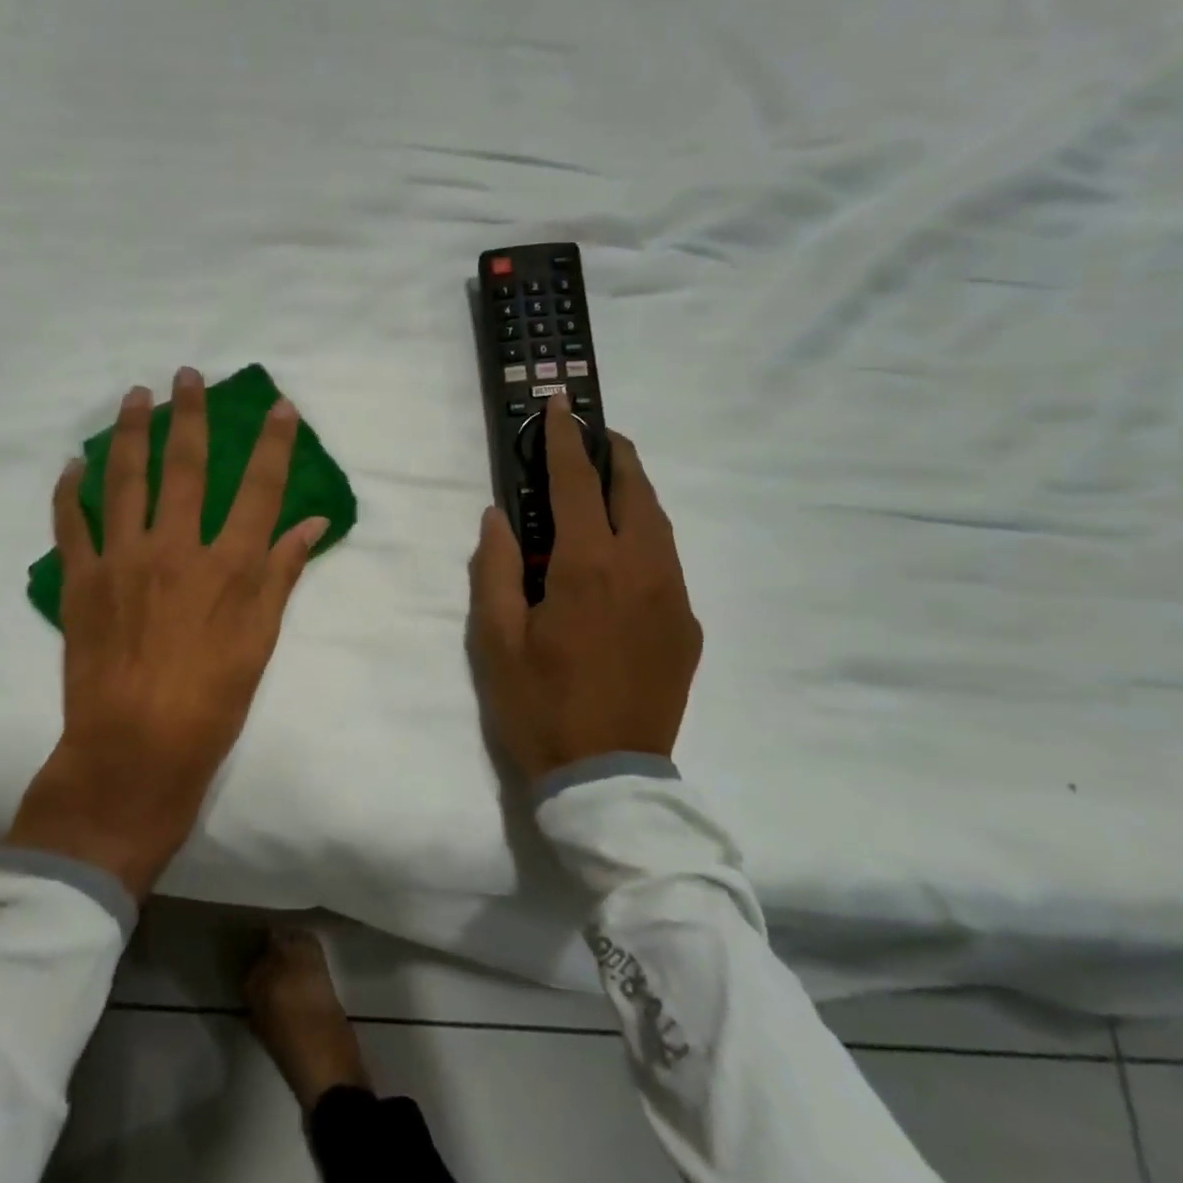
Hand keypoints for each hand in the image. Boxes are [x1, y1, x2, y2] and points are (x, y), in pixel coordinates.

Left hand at [5, 368, 329, 897]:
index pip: (259, 489)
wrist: (134, 748)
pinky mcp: (80, 580)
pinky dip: (70, 490)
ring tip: (136, 395)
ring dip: (132, 432)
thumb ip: (282, 575)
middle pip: (186, 466)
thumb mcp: (261, 641)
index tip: (279, 406)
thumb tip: (313, 524)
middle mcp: (175, 548)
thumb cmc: (211, 701)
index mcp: (227, 566)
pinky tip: (74, 463)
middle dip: (191, 415)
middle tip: (188, 375)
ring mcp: (122, 559)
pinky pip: (71, 522)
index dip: (273, 444)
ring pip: (125, 479)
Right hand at [469, 397, 700, 781]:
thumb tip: (500, 516)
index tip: (559, 405)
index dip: (564, 440)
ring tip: (605, 483)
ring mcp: (674, 597)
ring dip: (632, 492)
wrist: (607, 777)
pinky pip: (667, 562)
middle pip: (635, 490)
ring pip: (659, 523)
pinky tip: (622, 553)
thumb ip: (495, 568)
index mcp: (587, 568)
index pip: (574, 484)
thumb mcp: (494, 639)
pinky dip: (644, 536)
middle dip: (613, 454)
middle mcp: (641, 569)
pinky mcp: (687, 626)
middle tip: (590, 437)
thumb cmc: (538, 705)